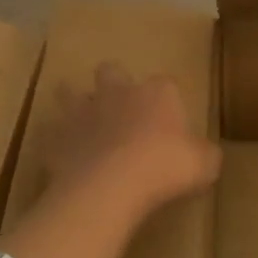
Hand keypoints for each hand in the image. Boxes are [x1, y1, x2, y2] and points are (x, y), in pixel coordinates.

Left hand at [44, 63, 221, 221]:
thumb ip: (204, 155)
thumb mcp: (204, 165)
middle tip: (122, 109)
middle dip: (115, 83)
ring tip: (82, 122)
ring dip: (75, 103)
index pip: (165, 84)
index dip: (167, 100)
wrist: (110, 186)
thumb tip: (205, 156)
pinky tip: (63, 156)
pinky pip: (52, 133)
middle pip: (112, 71)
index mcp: (157, 93)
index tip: (171, 122)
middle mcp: (118, 93)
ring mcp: (83, 112)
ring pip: (70, 93)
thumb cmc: (164, 168)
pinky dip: (56, 141)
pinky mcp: (57, 137)